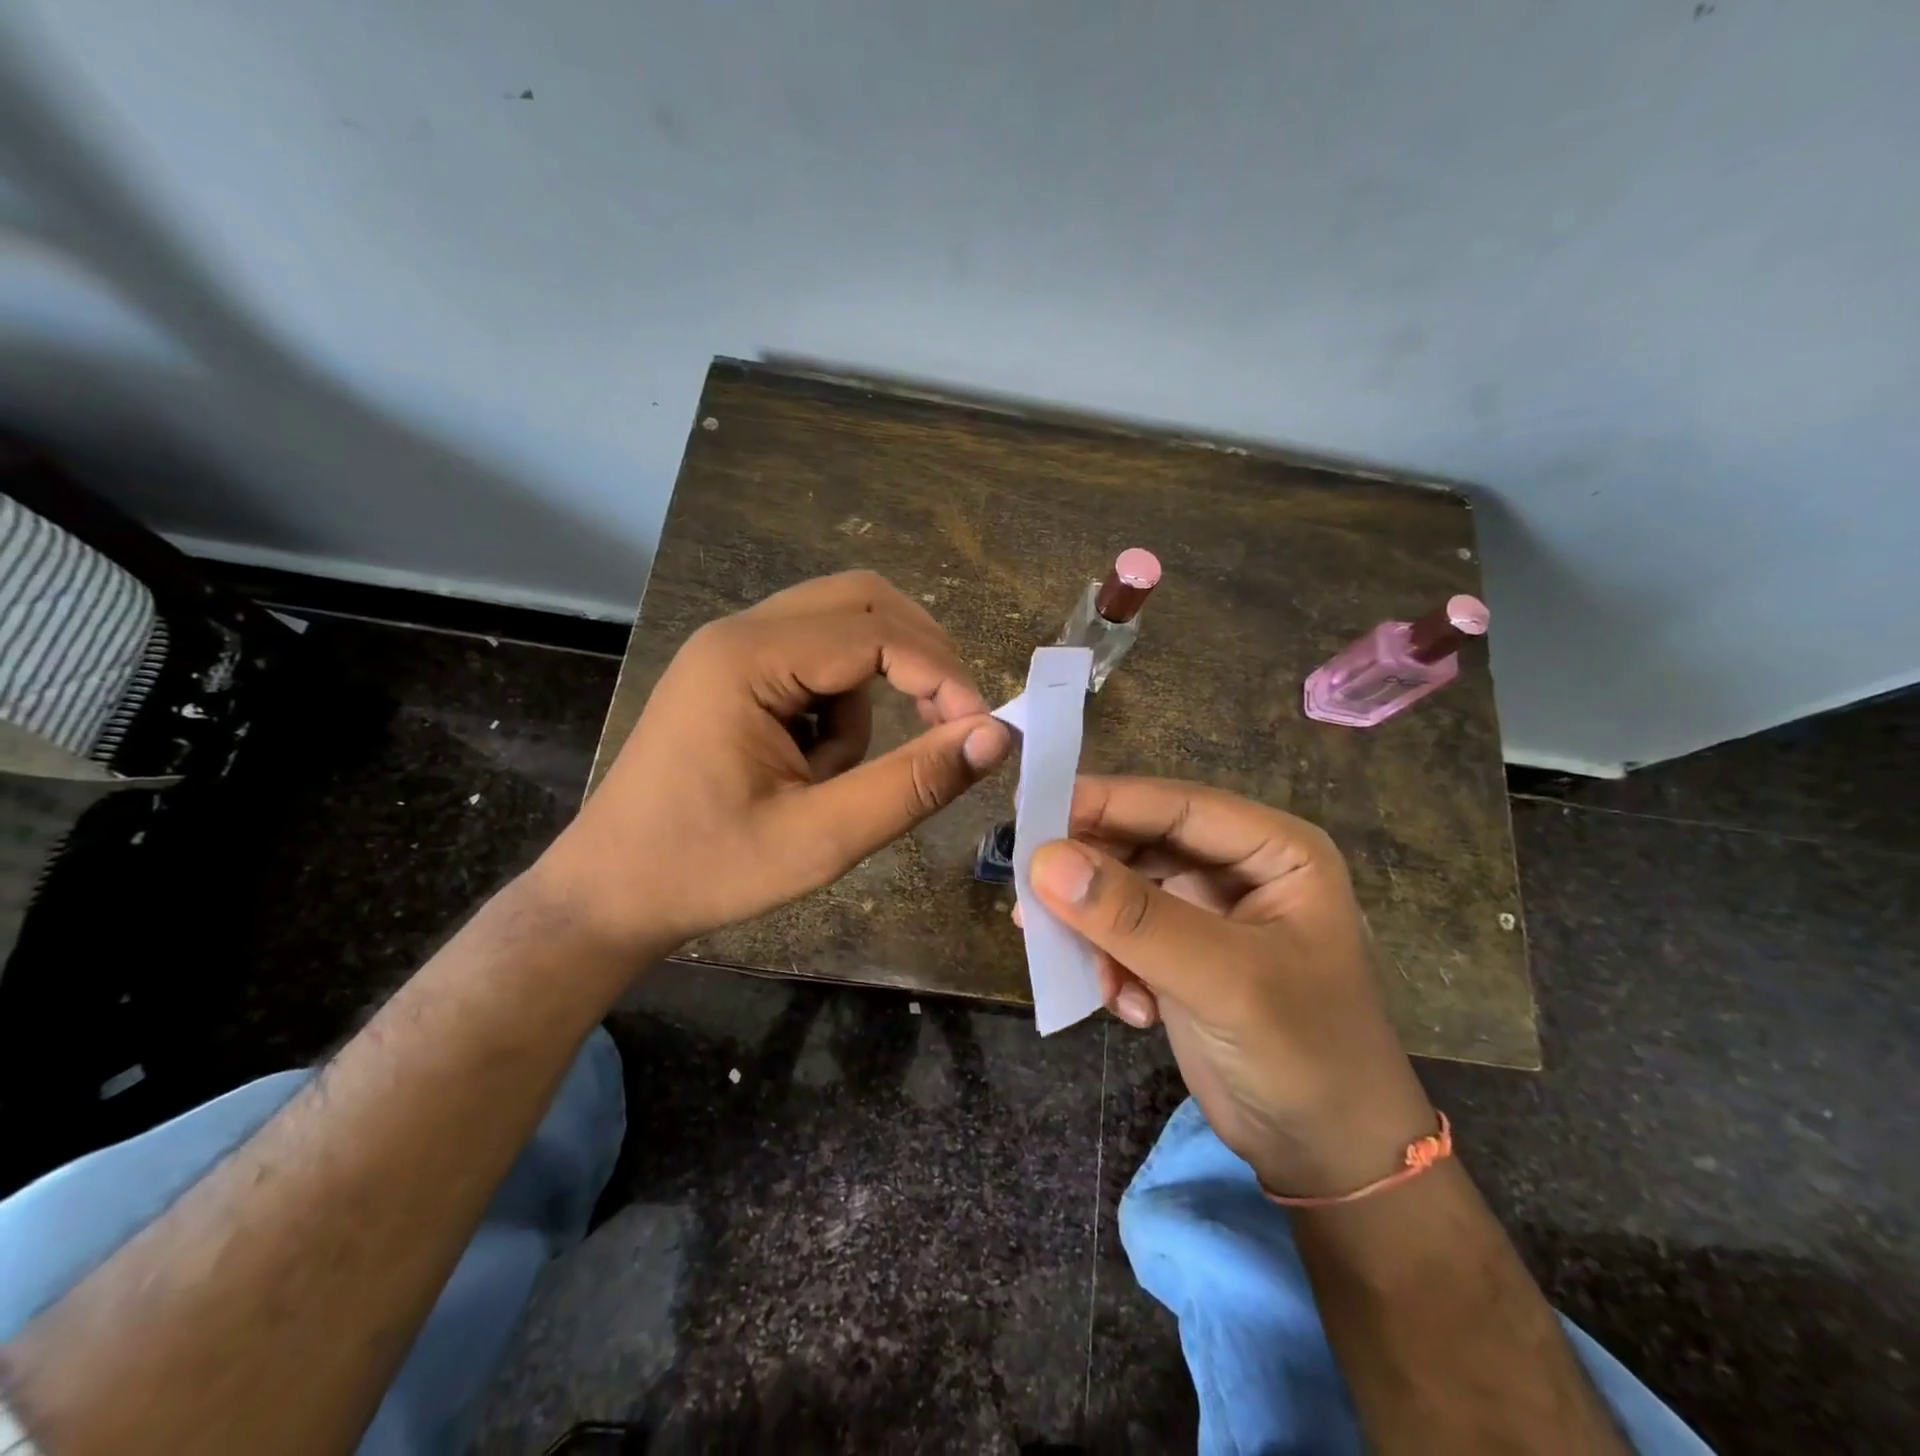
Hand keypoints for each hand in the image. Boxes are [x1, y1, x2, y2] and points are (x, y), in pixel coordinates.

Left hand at [539, 571, 1010, 956]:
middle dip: (920, 654)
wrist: (610, 893)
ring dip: (873, 686)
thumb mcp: (820, 839)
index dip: (941, 675)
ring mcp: (732, 650)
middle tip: (950, 719)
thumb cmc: (707, 870)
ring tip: (838, 772)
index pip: (875, 633)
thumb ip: (911, 785)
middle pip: (860, 600)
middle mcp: (739, 634)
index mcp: (747, 660)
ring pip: (842, 628)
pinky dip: (841, 703)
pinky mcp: (735, 675)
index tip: (982, 732)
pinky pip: (816, 661)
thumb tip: (995, 736)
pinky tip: (812, 765)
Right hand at [1027, 777, 1434, 1199]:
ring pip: (1122, 889)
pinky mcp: (1180, 954)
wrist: (1328, 1157)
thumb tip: (1044, 859)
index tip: (1030, 808)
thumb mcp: (1222, 980)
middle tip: (1030, 893)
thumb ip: (1134, 918)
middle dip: (1089, 873)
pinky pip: (1121, 933)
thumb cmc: (1303, 1054)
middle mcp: (1238, 869)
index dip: (1105, 802)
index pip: (1177, 806)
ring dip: (1093, 927)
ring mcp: (1207, 913)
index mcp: (1274, 851)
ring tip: (1069, 961)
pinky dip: (1108, 963)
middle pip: (1142, 843)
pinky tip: (1126, 1007)